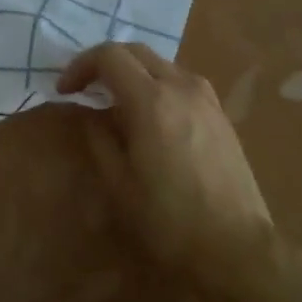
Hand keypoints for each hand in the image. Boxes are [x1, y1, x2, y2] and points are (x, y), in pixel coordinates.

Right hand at [58, 42, 275, 296]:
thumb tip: (88, 112)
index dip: (80, 66)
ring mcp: (206, 98)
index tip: (64, 91)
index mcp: (152, 100)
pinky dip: (156, 85)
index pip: (109, 56)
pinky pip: (181, 82)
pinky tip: (150, 117)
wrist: (237, 249)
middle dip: (104, 63)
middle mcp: (181, 86)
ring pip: (161, 64)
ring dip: (132, 72)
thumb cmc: (169, 220)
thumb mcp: (119, 182)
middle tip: (84, 89)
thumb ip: (98, 137)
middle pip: (136, 51)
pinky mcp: (220, 114)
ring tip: (115, 103)